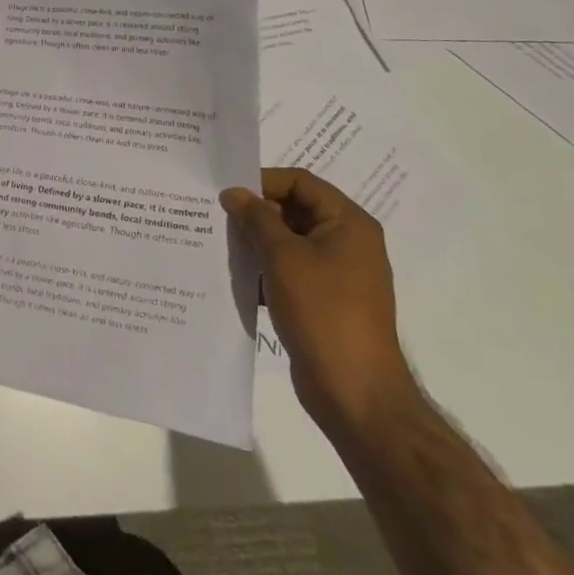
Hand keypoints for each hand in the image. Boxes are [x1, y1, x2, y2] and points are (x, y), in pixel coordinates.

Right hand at [221, 167, 417, 436]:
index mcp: (348, 223)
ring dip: (257, 242)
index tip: (227, 194)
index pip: (300, 182)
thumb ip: (256, 219)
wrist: (355, 393)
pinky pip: (291, 269)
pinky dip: (266, 268)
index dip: (262, 181)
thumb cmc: (323, 312)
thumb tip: (234, 193)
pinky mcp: (325, 300)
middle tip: (218, 218)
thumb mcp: (283, 257)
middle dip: (256, 213)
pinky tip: (239, 276)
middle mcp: (347, 241)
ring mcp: (338, 273)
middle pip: (294, 209)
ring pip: (289, 240)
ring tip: (222, 245)